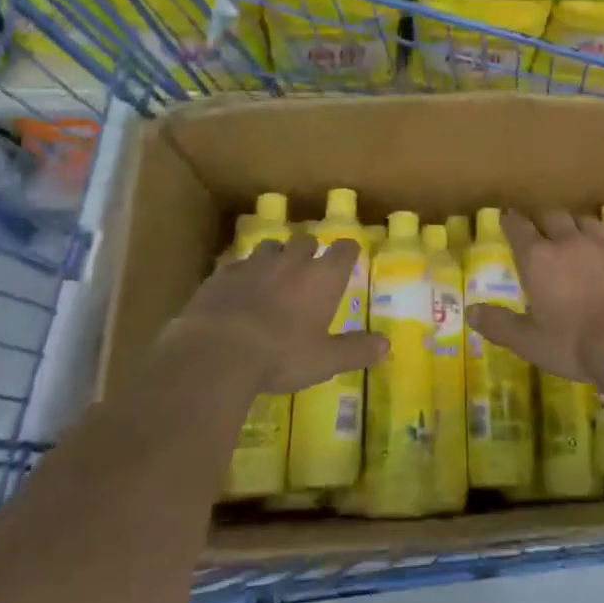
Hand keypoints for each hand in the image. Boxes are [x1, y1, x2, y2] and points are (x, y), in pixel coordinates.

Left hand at [169, 233, 386, 393]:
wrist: (216, 352)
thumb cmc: (280, 356)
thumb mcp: (325, 361)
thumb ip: (356, 350)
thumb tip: (387, 346)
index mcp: (322, 277)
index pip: (344, 249)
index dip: (347, 251)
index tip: (348, 257)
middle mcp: (292, 261)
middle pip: (306, 241)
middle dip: (309, 251)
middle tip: (308, 270)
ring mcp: (254, 263)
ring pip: (270, 245)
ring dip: (276, 255)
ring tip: (273, 274)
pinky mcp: (223, 274)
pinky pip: (237, 264)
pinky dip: (242, 273)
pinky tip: (237, 289)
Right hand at [469, 210, 603, 384]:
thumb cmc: (573, 344)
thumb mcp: (529, 341)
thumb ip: (500, 324)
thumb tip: (472, 311)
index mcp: (540, 259)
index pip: (519, 228)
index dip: (511, 221)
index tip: (507, 218)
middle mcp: (570, 243)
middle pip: (553, 216)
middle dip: (543, 218)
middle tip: (539, 225)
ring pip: (586, 223)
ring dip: (576, 225)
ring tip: (575, 234)